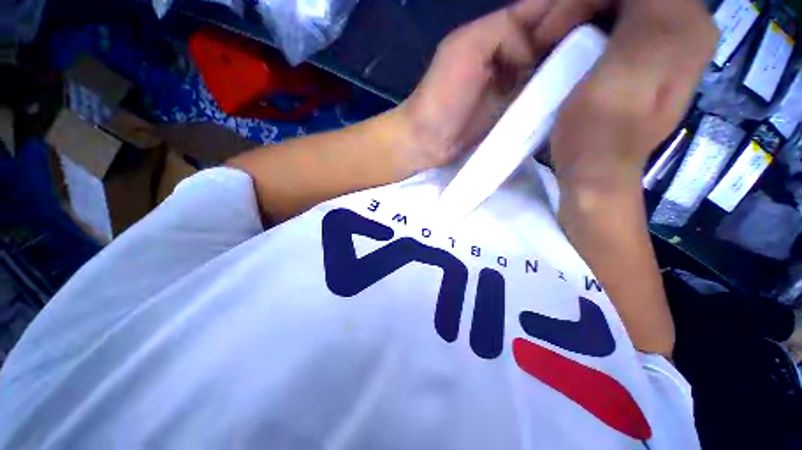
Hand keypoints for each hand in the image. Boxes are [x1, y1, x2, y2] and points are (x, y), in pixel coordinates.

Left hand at [396, 0, 617, 174]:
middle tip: (616, 34)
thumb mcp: (467, 47)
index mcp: (501, 28)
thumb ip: (504, 31)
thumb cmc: (441, 95)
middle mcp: (515, 51)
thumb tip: (534, 53)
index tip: (609, 5)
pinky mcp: (516, 109)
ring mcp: (517, 82)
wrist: (428, 139)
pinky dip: (563, 85)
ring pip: (556, 60)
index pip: (546, 4)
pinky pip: (545, 91)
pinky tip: (584, 84)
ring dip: (580, 55)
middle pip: (558, 30)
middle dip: (585, 26)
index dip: (575, 2)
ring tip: (611, 54)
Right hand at [551, 0, 717, 192]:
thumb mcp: (618, 72)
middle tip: (550, 35)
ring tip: (557, 42)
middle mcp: (687, 27)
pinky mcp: (651, 60)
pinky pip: (621, 22)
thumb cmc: (597, 133)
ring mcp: (671, 44)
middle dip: (582, 5)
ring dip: (584, 14)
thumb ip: (642, 17)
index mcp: (683, 24)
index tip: (553, 29)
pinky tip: (574, 49)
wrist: (598, 172)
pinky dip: (591, 27)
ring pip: (624, 4)